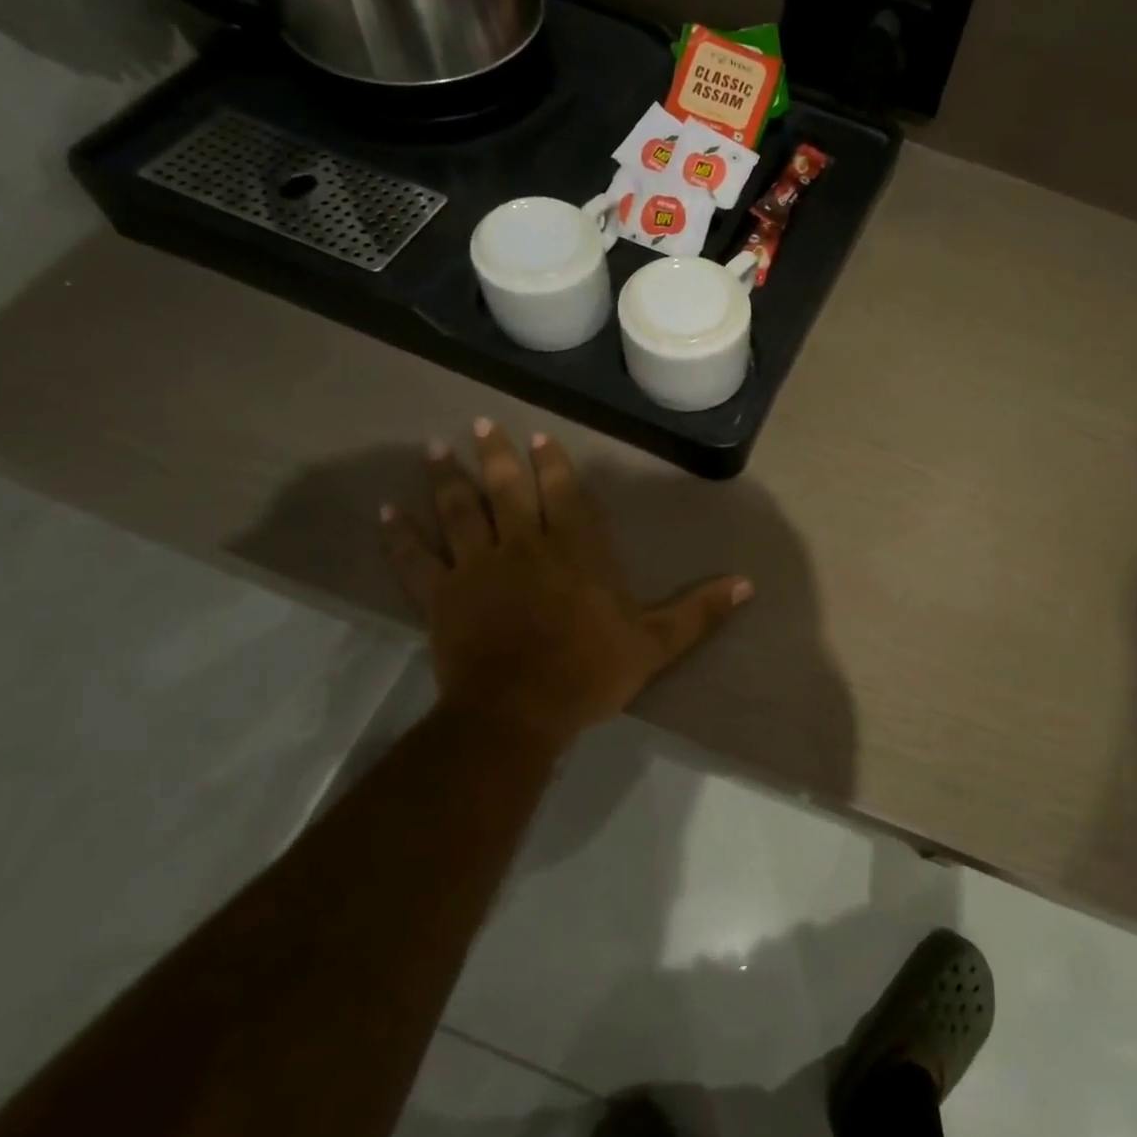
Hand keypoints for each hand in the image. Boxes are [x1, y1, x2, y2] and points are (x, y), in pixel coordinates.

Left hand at [380, 422, 751, 747]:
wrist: (520, 712)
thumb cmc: (590, 672)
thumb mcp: (657, 643)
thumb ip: (700, 610)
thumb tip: (749, 584)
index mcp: (576, 551)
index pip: (563, 494)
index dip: (550, 463)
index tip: (537, 437)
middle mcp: (525, 545)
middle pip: (507, 490)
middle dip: (496, 455)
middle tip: (484, 425)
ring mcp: (478, 568)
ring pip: (459, 512)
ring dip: (447, 478)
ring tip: (435, 448)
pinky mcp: (442, 597)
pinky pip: (417, 560)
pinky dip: (401, 536)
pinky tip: (387, 512)